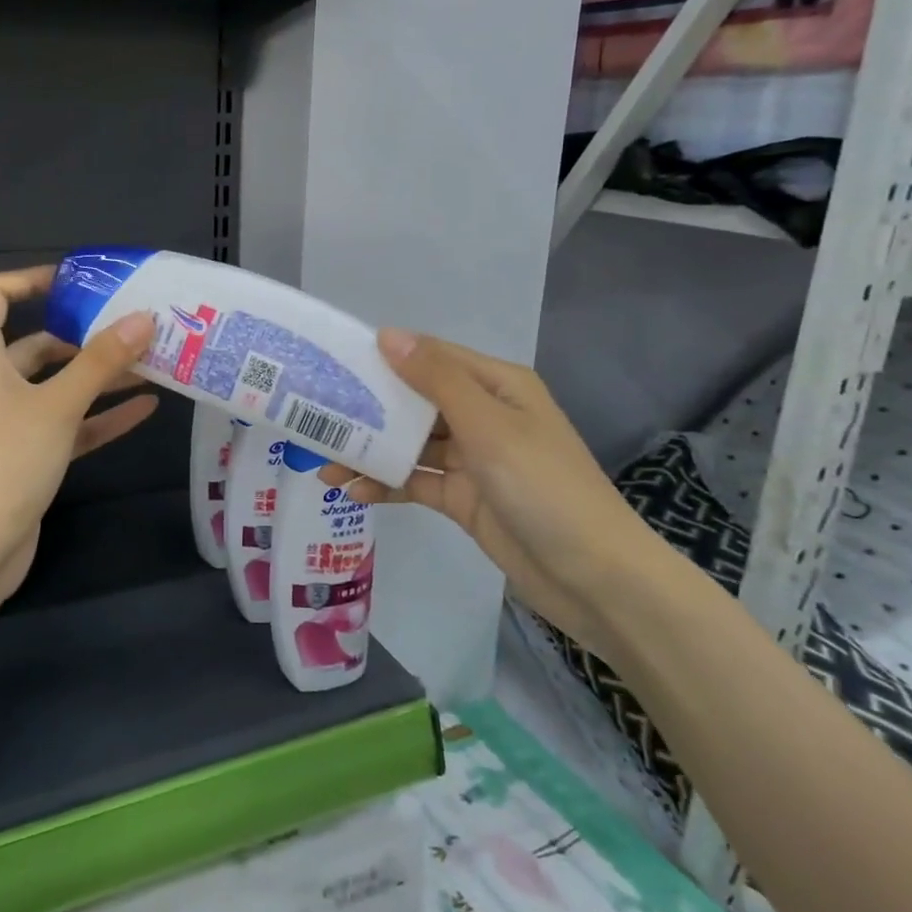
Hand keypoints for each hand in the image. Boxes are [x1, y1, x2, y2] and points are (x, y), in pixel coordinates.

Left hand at [0, 265, 157, 603]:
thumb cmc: (5, 459)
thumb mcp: (58, 404)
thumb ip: (102, 361)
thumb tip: (145, 318)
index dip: (31, 278)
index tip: (80, 281)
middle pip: (37, 342)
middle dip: (85, 335)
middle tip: (134, 325)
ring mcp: (7, 419)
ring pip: (57, 385)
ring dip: (100, 377)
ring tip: (152, 362)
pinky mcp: (26, 453)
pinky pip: (67, 423)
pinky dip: (99, 415)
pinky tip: (145, 408)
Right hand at [324, 329, 671, 656]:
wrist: (594, 577)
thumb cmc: (544, 486)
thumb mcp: (489, 425)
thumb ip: (436, 379)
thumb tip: (387, 334)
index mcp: (495, 385)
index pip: (431, 357)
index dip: (385, 356)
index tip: (335, 360)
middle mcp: (481, 414)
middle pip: (415, 401)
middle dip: (368, 408)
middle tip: (316, 412)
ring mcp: (472, 459)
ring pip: (410, 444)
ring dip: (370, 451)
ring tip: (322, 461)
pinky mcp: (463, 498)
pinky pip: (415, 482)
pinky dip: (385, 484)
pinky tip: (351, 491)